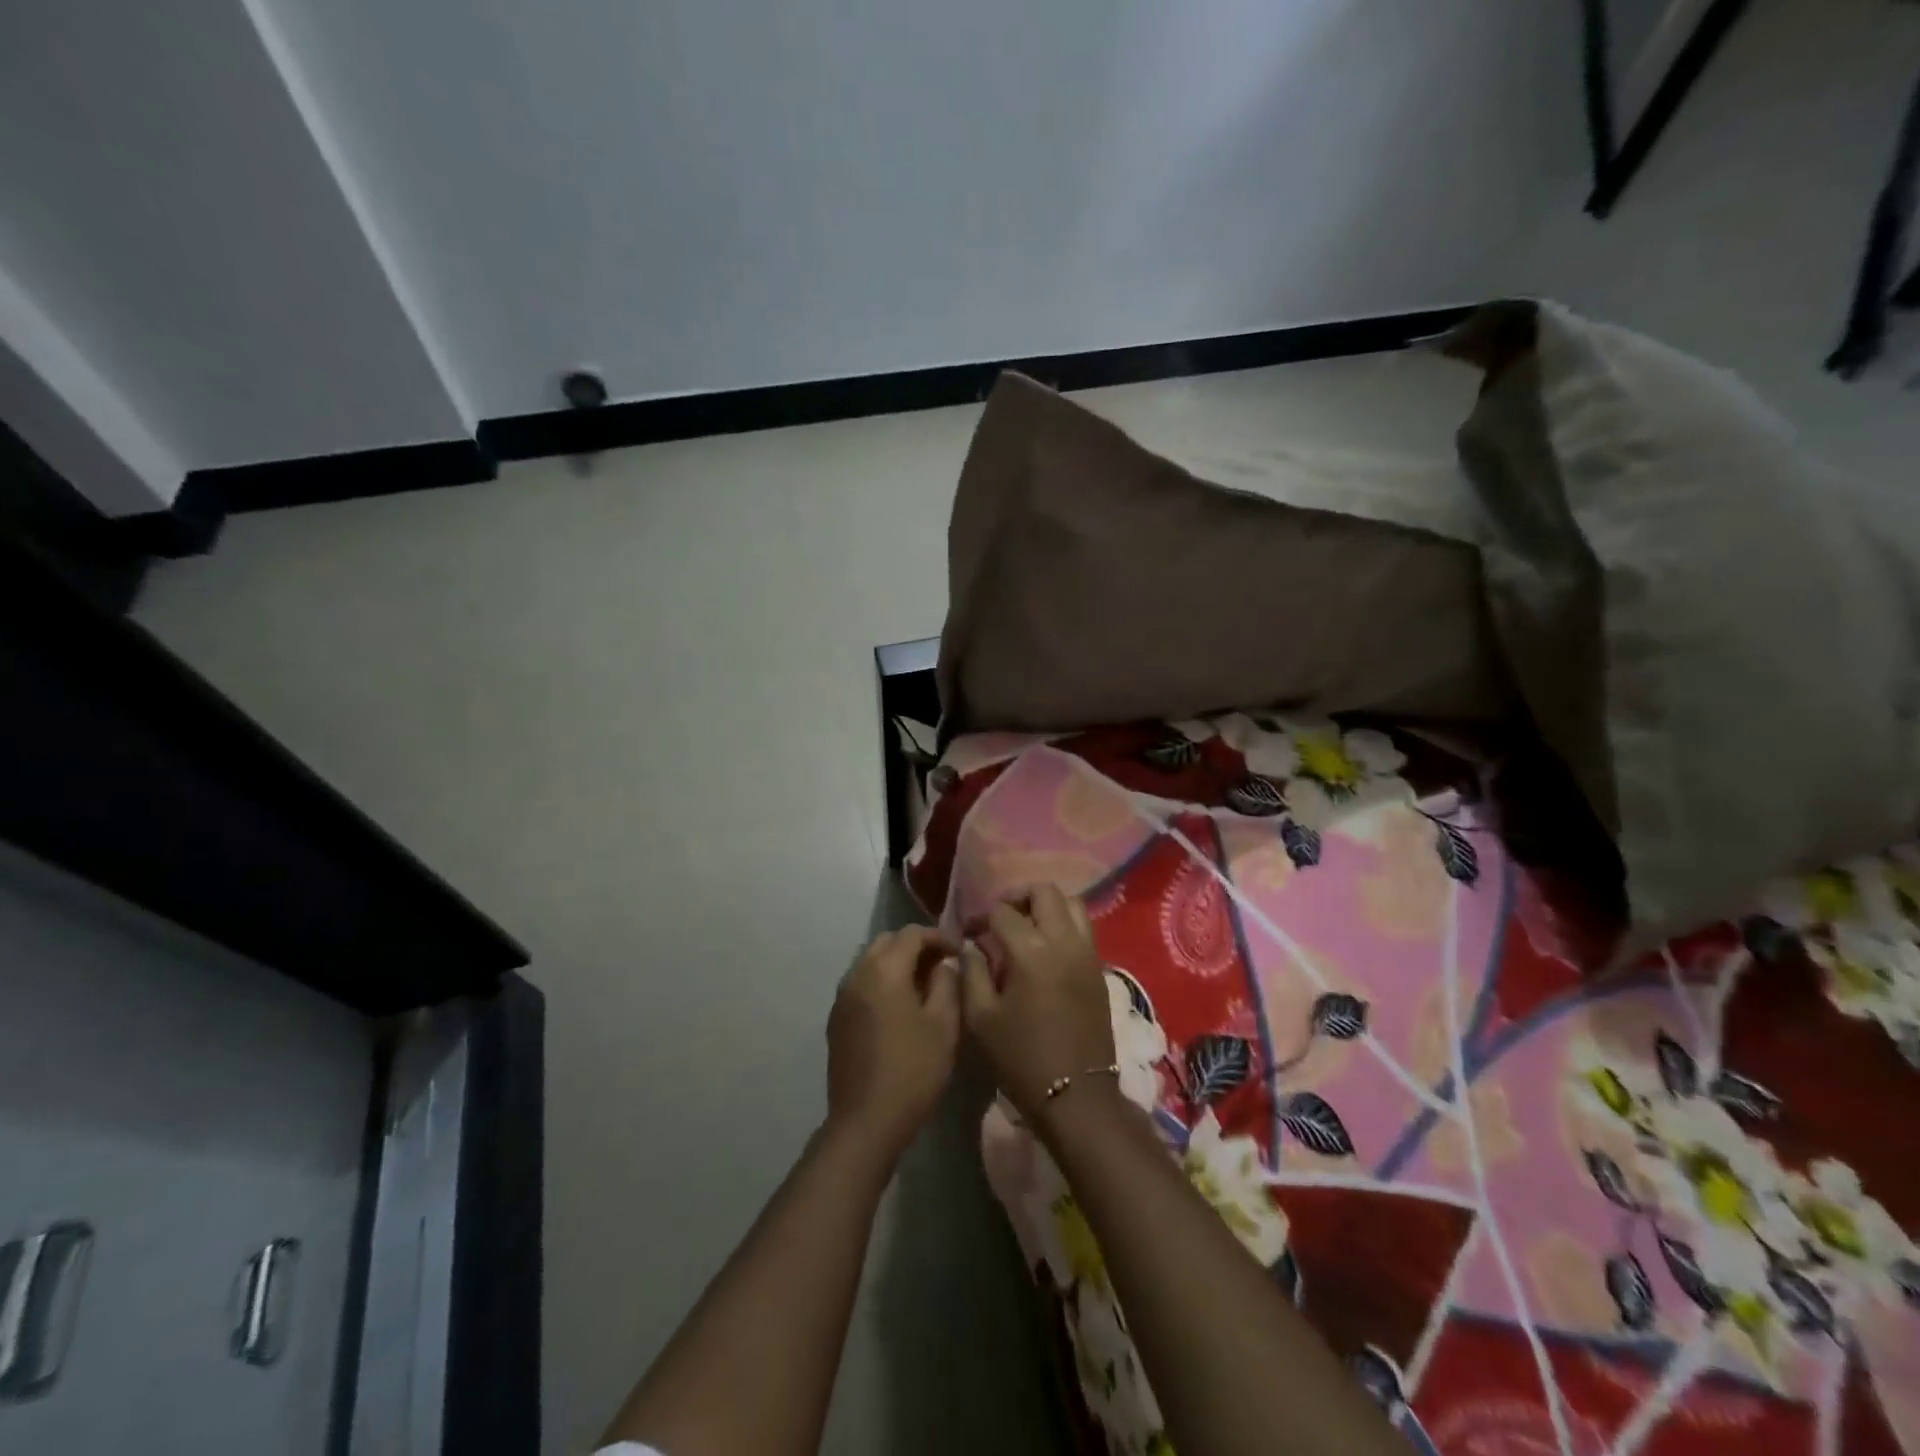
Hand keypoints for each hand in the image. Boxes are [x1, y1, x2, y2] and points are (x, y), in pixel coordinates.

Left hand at [825, 926, 962, 1161]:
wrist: (866, 1121)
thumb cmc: (913, 1070)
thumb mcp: (944, 1025)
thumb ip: (947, 983)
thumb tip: (944, 963)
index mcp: (884, 969)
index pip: (912, 933)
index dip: (939, 937)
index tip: (960, 953)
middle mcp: (857, 974)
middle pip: (887, 942)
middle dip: (916, 946)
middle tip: (942, 965)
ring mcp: (842, 997)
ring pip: (871, 961)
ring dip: (896, 963)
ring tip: (923, 986)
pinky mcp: (836, 1019)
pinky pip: (861, 984)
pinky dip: (881, 982)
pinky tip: (899, 1007)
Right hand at [960, 885, 1115, 1129]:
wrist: (1076, 1097)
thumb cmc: (1021, 1059)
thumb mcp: (981, 1019)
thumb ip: (972, 972)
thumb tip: (973, 946)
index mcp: (1032, 953)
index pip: (1004, 913)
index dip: (981, 917)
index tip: (969, 932)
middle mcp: (1064, 942)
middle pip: (1045, 892)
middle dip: (1018, 897)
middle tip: (1000, 918)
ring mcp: (1088, 954)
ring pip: (1072, 904)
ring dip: (1046, 907)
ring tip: (1026, 928)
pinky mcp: (1099, 970)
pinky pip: (1083, 929)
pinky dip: (1063, 925)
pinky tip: (1045, 950)